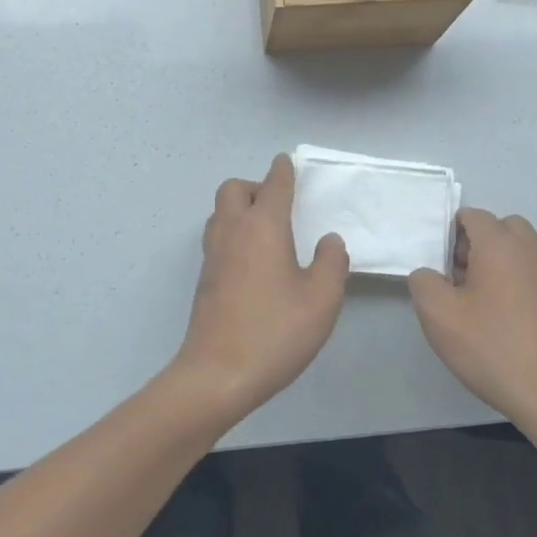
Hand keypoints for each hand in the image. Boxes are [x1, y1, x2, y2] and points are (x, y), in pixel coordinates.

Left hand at [169, 154, 348, 420]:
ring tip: (268, 232)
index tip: (288, 163)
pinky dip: (234, 233)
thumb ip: (331, 263)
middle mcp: (232, 231)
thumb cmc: (275, 331)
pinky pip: (218, 237)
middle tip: (280, 206)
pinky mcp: (204, 279)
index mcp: (262, 226)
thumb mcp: (321, 299)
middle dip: (256, 186)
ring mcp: (213, 255)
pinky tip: (254, 261)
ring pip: (220, 212)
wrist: (217, 374)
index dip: (283, 170)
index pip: (273, 184)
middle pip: (234, 189)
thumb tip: (329, 241)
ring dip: (240, 209)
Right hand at [408, 209, 536, 431]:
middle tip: (457, 275)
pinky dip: (515, 288)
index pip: (473, 215)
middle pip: (503, 228)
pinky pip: (533, 281)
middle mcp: (531, 254)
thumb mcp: (438, 314)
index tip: (437, 260)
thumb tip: (429, 274)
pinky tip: (500, 325)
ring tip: (475, 303)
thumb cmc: (492, 347)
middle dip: (478, 242)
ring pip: (520, 255)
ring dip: (497, 266)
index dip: (450, 231)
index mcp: (501, 246)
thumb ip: (423, 282)